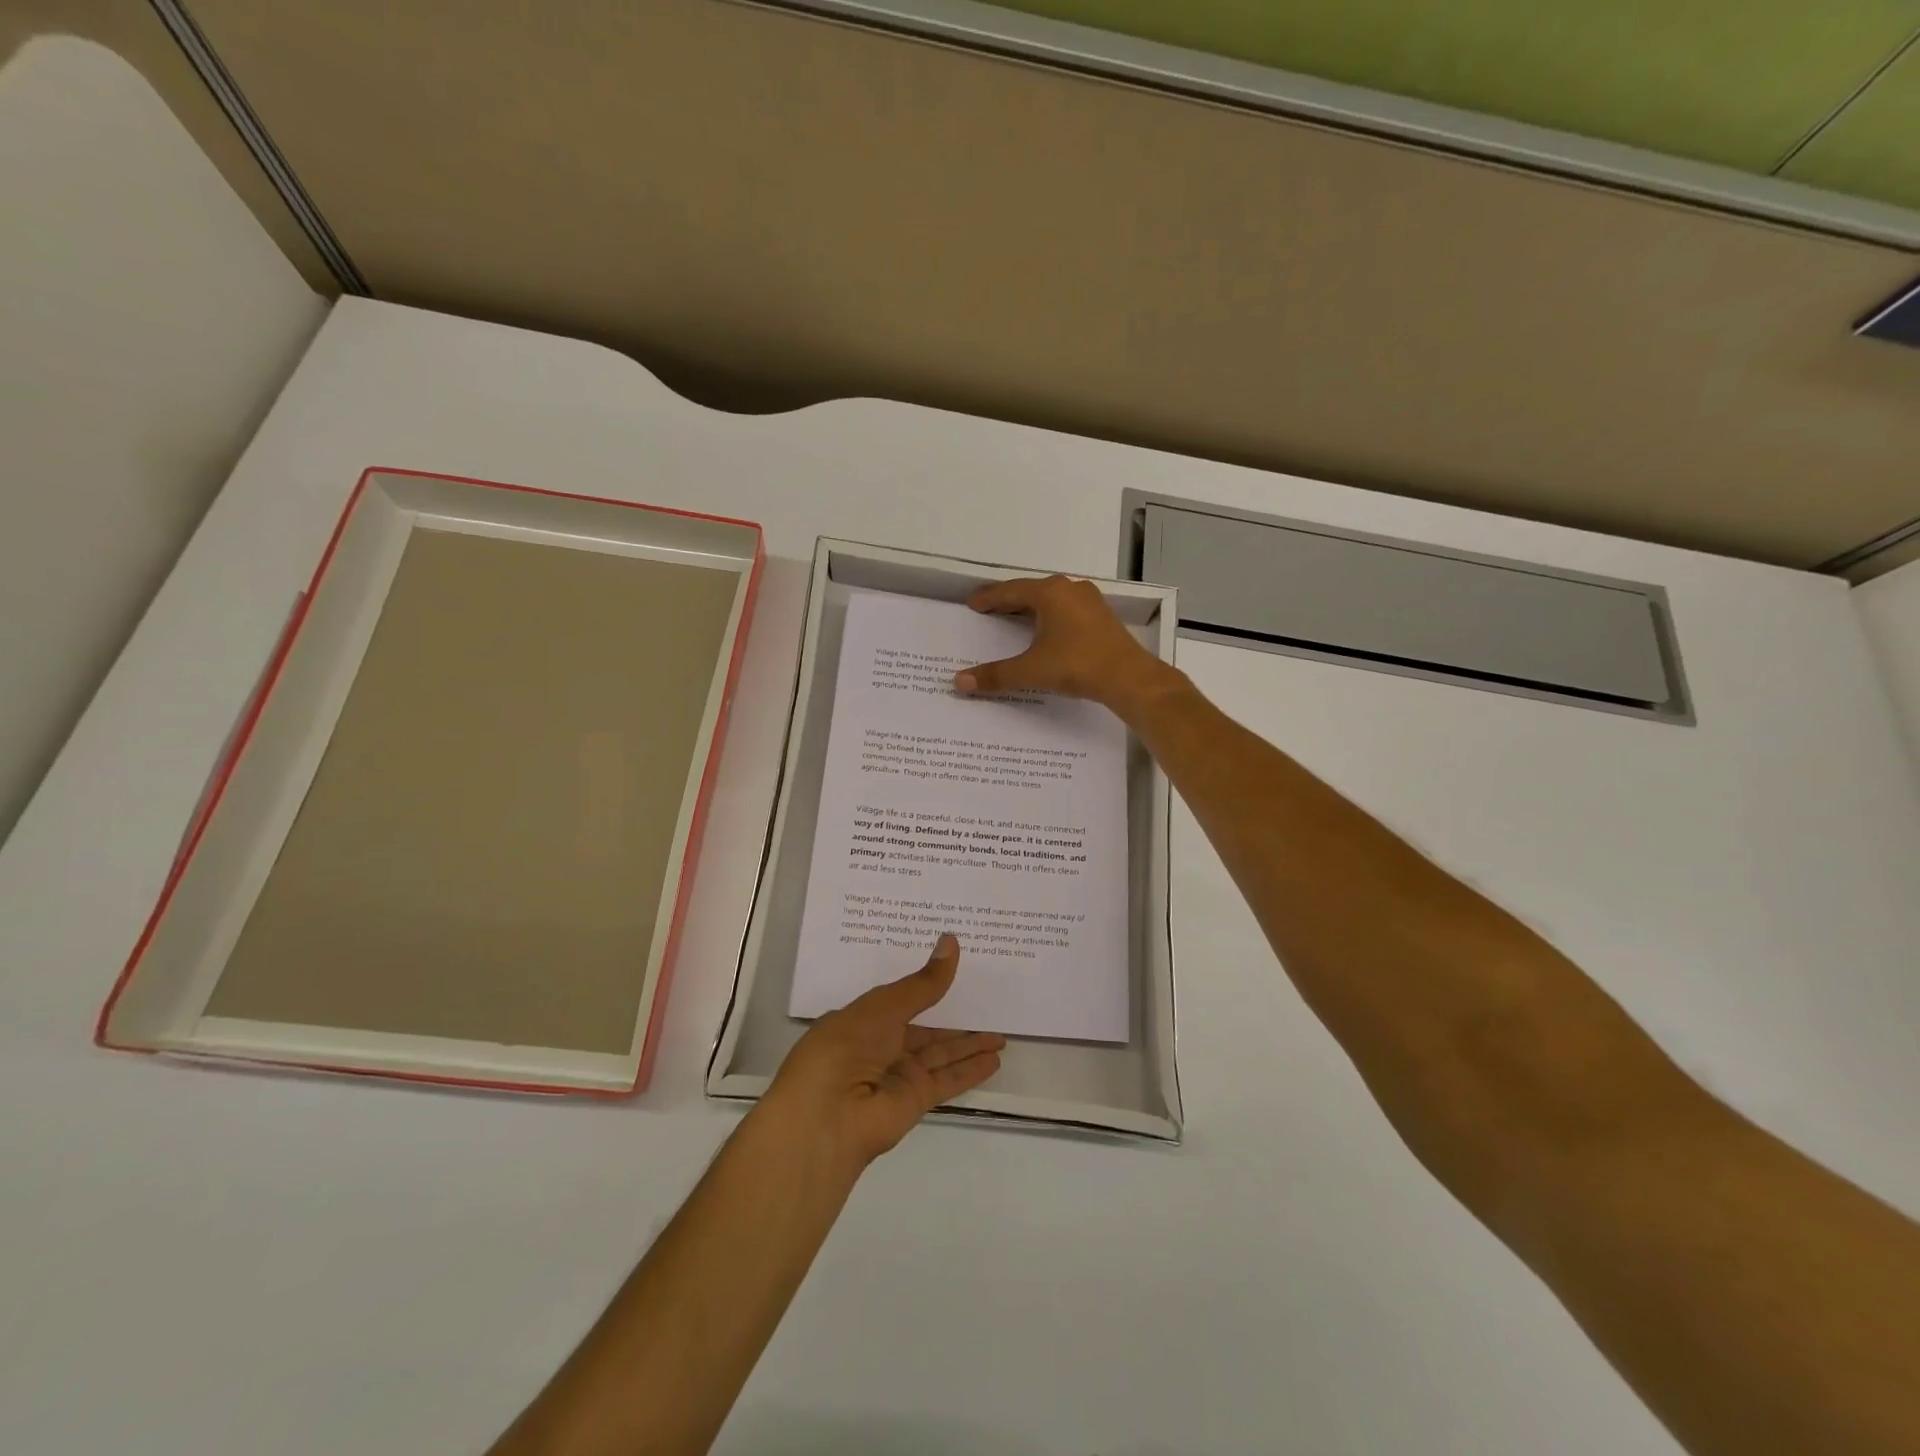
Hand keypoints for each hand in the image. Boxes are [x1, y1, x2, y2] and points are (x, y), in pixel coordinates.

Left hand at [765, 935, 1005, 1168]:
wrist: (827, 1117)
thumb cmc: (844, 1048)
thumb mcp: (884, 1007)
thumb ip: (923, 983)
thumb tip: (952, 941)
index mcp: (863, 1020)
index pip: (901, 999)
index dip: (926, 985)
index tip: (953, 970)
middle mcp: (881, 1047)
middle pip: (926, 1030)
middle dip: (954, 1020)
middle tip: (987, 1004)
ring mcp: (899, 1075)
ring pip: (942, 1054)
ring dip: (969, 1046)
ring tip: (1001, 1035)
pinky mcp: (916, 1100)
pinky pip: (948, 1079)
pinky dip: (971, 1070)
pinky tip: (994, 1060)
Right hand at [954, 575, 1173, 713]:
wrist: (1128, 677)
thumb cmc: (1076, 665)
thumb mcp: (1031, 670)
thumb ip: (995, 675)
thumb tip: (960, 682)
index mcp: (1049, 593)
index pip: (1009, 591)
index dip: (988, 598)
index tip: (973, 603)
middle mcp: (1069, 589)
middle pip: (1031, 592)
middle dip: (1009, 601)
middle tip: (989, 610)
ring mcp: (1089, 601)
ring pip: (1051, 599)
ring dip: (1031, 608)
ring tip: (1014, 619)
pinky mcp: (1101, 616)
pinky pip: (1067, 610)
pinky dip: (1050, 616)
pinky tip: (1046, 630)